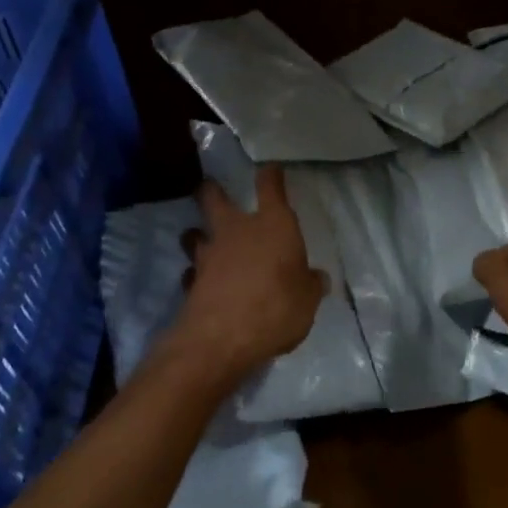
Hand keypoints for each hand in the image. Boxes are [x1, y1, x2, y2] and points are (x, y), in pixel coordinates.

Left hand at [169, 165, 327, 390]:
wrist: (223, 338)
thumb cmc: (277, 307)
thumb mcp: (307, 300)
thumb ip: (310, 285)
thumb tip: (317, 278)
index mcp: (273, 225)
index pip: (270, 187)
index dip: (270, 176)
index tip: (270, 169)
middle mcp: (237, 231)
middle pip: (215, 198)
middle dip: (211, 190)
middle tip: (210, 188)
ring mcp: (209, 255)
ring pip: (195, 233)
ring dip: (197, 234)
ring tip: (200, 239)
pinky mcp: (191, 282)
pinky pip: (191, 272)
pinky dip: (195, 275)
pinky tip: (201, 283)